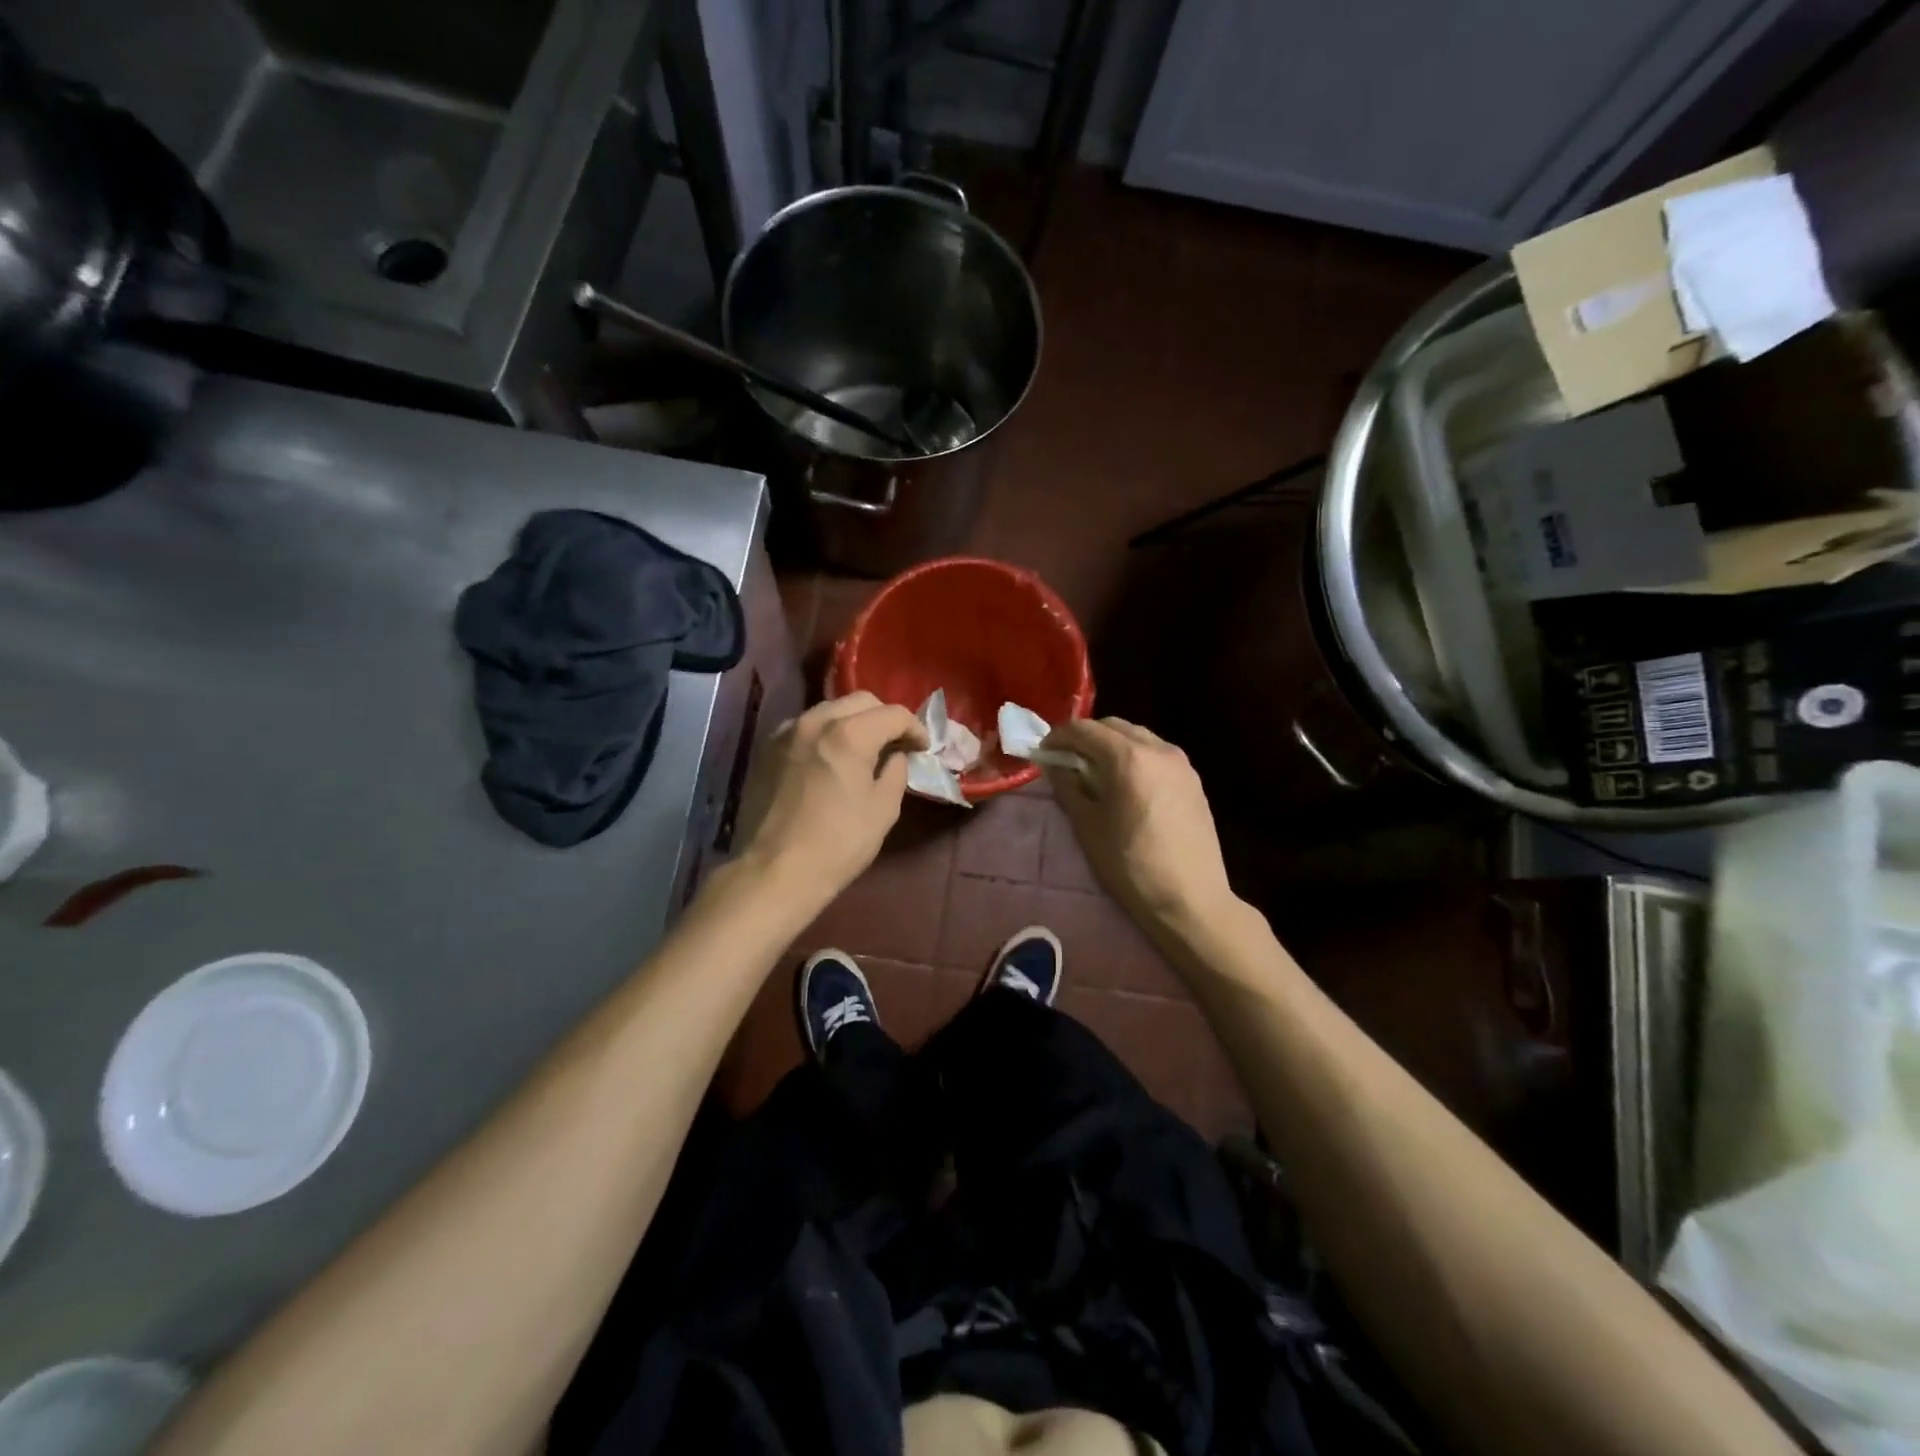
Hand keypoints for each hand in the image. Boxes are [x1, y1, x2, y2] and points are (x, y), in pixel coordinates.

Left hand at [734, 692, 927, 911]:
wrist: (774, 871)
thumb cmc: (838, 843)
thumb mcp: (883, 809)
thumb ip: (896, 772)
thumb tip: (896, 756)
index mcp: (849, 733)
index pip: (893, 714)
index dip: (915, 728)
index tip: (922, 748)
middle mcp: (815, 720)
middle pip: (860, 701)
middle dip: (884, 718)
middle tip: (895, 744)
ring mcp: (786, 732)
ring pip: (829, 710)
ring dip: (852, 722)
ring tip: (862, 750)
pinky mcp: (766, 748)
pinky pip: (805, 727)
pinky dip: (825, 734)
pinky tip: (829, 759)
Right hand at [1042, 717, 1235, 927]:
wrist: (1190, 901)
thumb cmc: (1131, 866)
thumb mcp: (1088, 827)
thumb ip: (1068, 788)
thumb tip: (1055, 766)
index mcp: (1128, 757)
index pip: (1085, 729)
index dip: (1059, 737)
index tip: (1044, 753)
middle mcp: (1158, 749)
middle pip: (1114, 727)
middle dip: (1087, 738)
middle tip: (1067, 762)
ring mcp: (1181, 763)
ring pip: (1138, 738)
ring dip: (1112, 747)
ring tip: (1096, 774)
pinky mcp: (1194, 780)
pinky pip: (1156, 755)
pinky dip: (1135, 758)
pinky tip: (1127, 786)